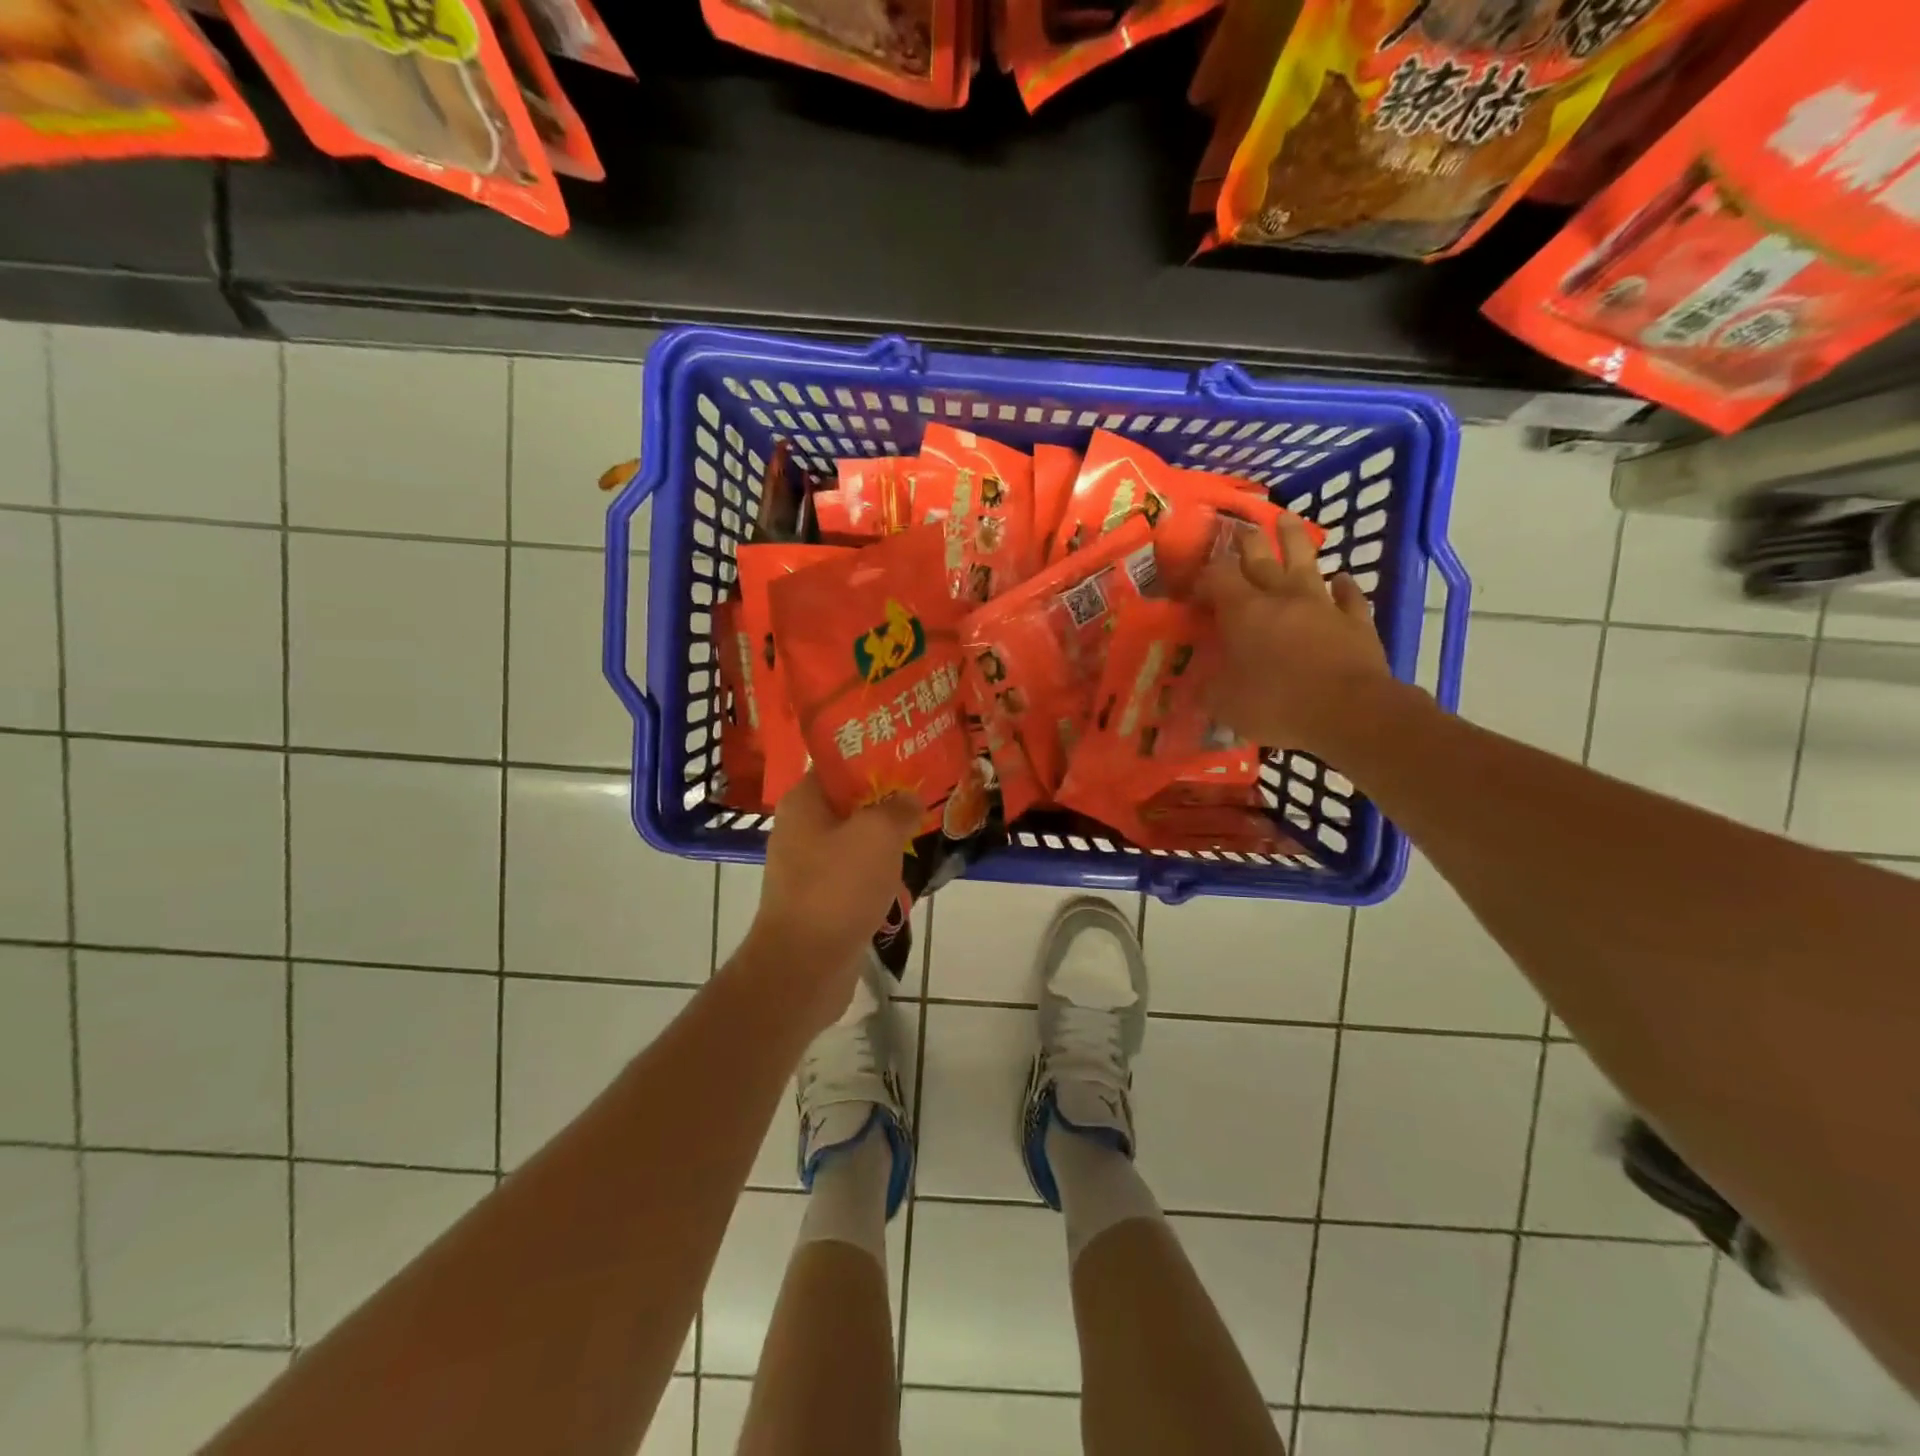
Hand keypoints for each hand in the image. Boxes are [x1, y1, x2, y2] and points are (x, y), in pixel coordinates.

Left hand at [743, 774, 919, 1027]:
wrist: (805, 967)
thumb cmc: (837, 888)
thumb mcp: (877, 834)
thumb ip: (897, 808)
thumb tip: (909, 798)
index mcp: (803, 803)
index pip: (837, 763)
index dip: (872, 756)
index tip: (908, 755)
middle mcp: (800, 830)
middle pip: (848, 802)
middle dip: (885, 799)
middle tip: (924, 792)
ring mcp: (808, 868)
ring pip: (854, 840)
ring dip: (885, 838)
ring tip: (923, 829)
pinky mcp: (821, 900)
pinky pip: (855, 874)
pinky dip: (878, 872)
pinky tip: (906, 873)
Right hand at [1195, 518, 1395, 755]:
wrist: (1349, 711)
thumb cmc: (1277, 704)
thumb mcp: (1224, 704)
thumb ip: (1208, 689)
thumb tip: (1197, 685)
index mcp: (1243, 612)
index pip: (1219, 576)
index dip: (1206, 576)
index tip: (1197, 588)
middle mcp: (1281, 597)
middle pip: (1261, 557)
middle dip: (1247, 541)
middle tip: (1240, 529)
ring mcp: (1322, 604)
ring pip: (1306, 561)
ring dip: (1294, 539)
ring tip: (1287, 519)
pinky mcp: (1355, 620)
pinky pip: (1349, 595)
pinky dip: (1344, 585)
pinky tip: (1342, 578)